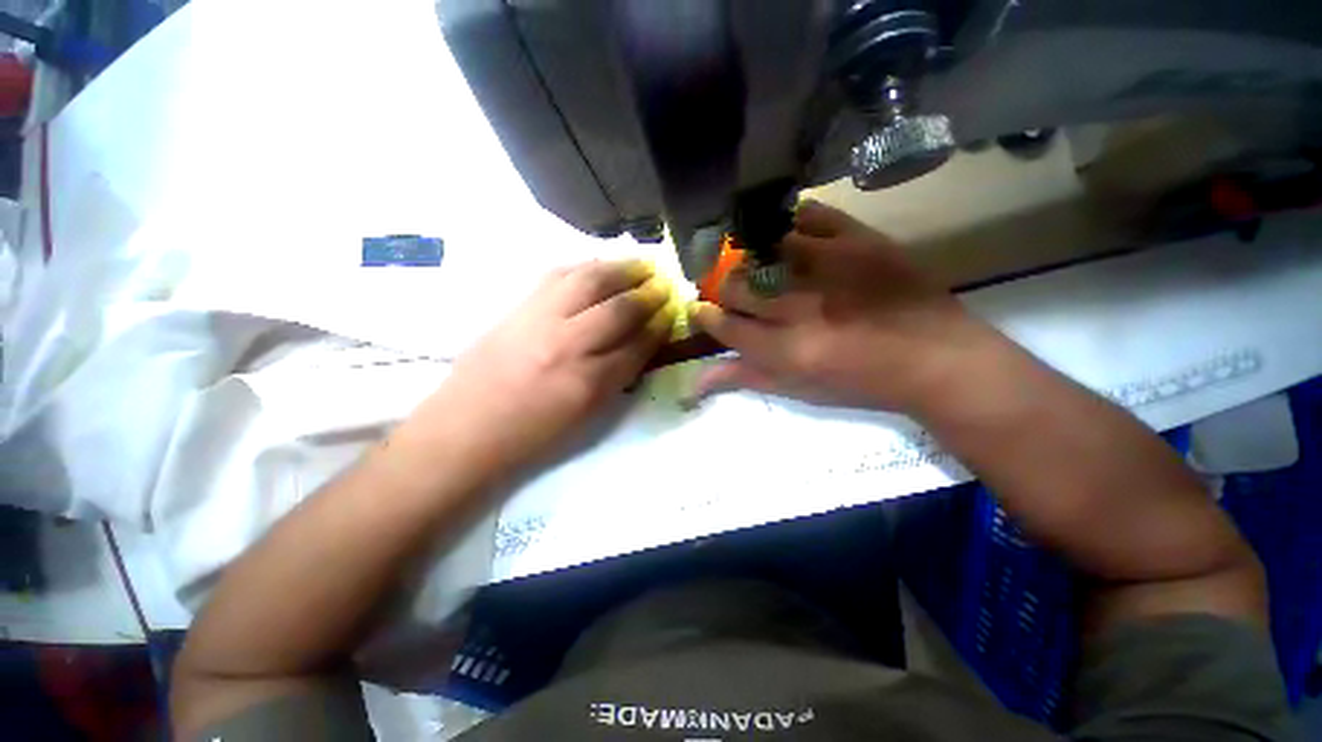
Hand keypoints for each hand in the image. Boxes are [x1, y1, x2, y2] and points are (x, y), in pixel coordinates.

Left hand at [428, 259, 675, 470]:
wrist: (465, 430)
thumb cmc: (531, 435)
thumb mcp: (586, 416)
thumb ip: (617, 378)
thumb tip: (640, 345)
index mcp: (588, 384)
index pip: (637, 346)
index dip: (659, 327)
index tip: (671, 314)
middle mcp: (567, 345)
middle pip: (618, 309)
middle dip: (647, 294)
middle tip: (662, 285)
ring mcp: (539, 320)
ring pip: (588, 281)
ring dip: (620, 269)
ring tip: (640, 264)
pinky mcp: (517, 308)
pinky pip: (557, 275)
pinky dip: (584, 267)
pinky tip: (598, 266)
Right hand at [690, 201, 997, 412]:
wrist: (937, 358)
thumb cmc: (862, 383)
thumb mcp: (800, 390)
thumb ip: (746, 379)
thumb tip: (696, 379)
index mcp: (787, 350)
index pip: (725, 326)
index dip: (705, 316)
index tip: (701, 309)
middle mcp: (801, 306)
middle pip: (736, 285)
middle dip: (721, 287)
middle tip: (728, 289)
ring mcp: (830, 266)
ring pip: (763, 248)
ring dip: (746, 255)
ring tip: (749, 261)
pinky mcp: (859, 239)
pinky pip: (809, 215)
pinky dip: (788, 221)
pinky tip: (784, 234)